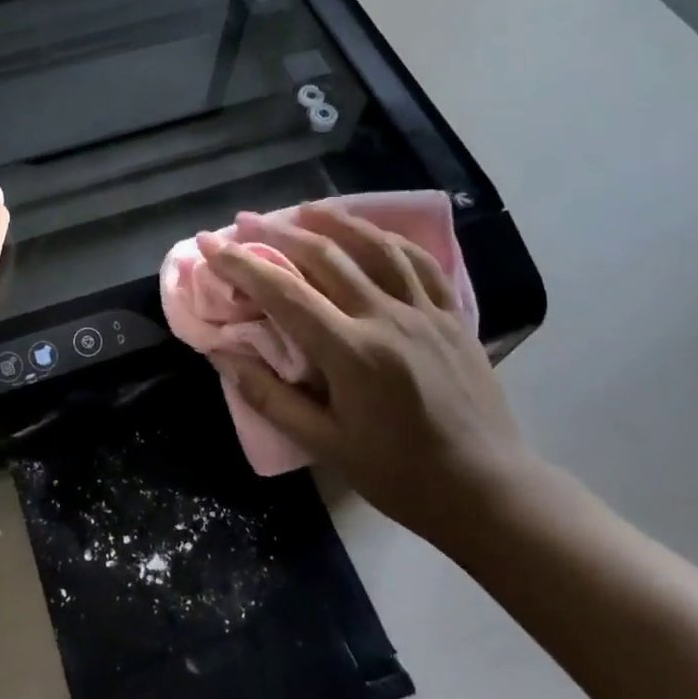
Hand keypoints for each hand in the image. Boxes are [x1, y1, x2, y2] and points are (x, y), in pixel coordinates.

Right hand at [209, 204, 531, 544]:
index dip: (242, 263)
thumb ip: (269, 397)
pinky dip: (388, 239)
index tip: (210, 243)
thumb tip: (222, 355)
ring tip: (303, 209)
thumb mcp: (325, 445)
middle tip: (246, 220)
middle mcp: (388, 319)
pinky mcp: (453, 315)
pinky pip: (419, 262)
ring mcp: (426, 312)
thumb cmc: (398, 474)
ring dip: (335, 221)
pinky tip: (369, 233)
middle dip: (279, 233)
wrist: (487, 489)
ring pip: (375, 247)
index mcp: (352, 353)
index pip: (285, 293)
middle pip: (326, 257)